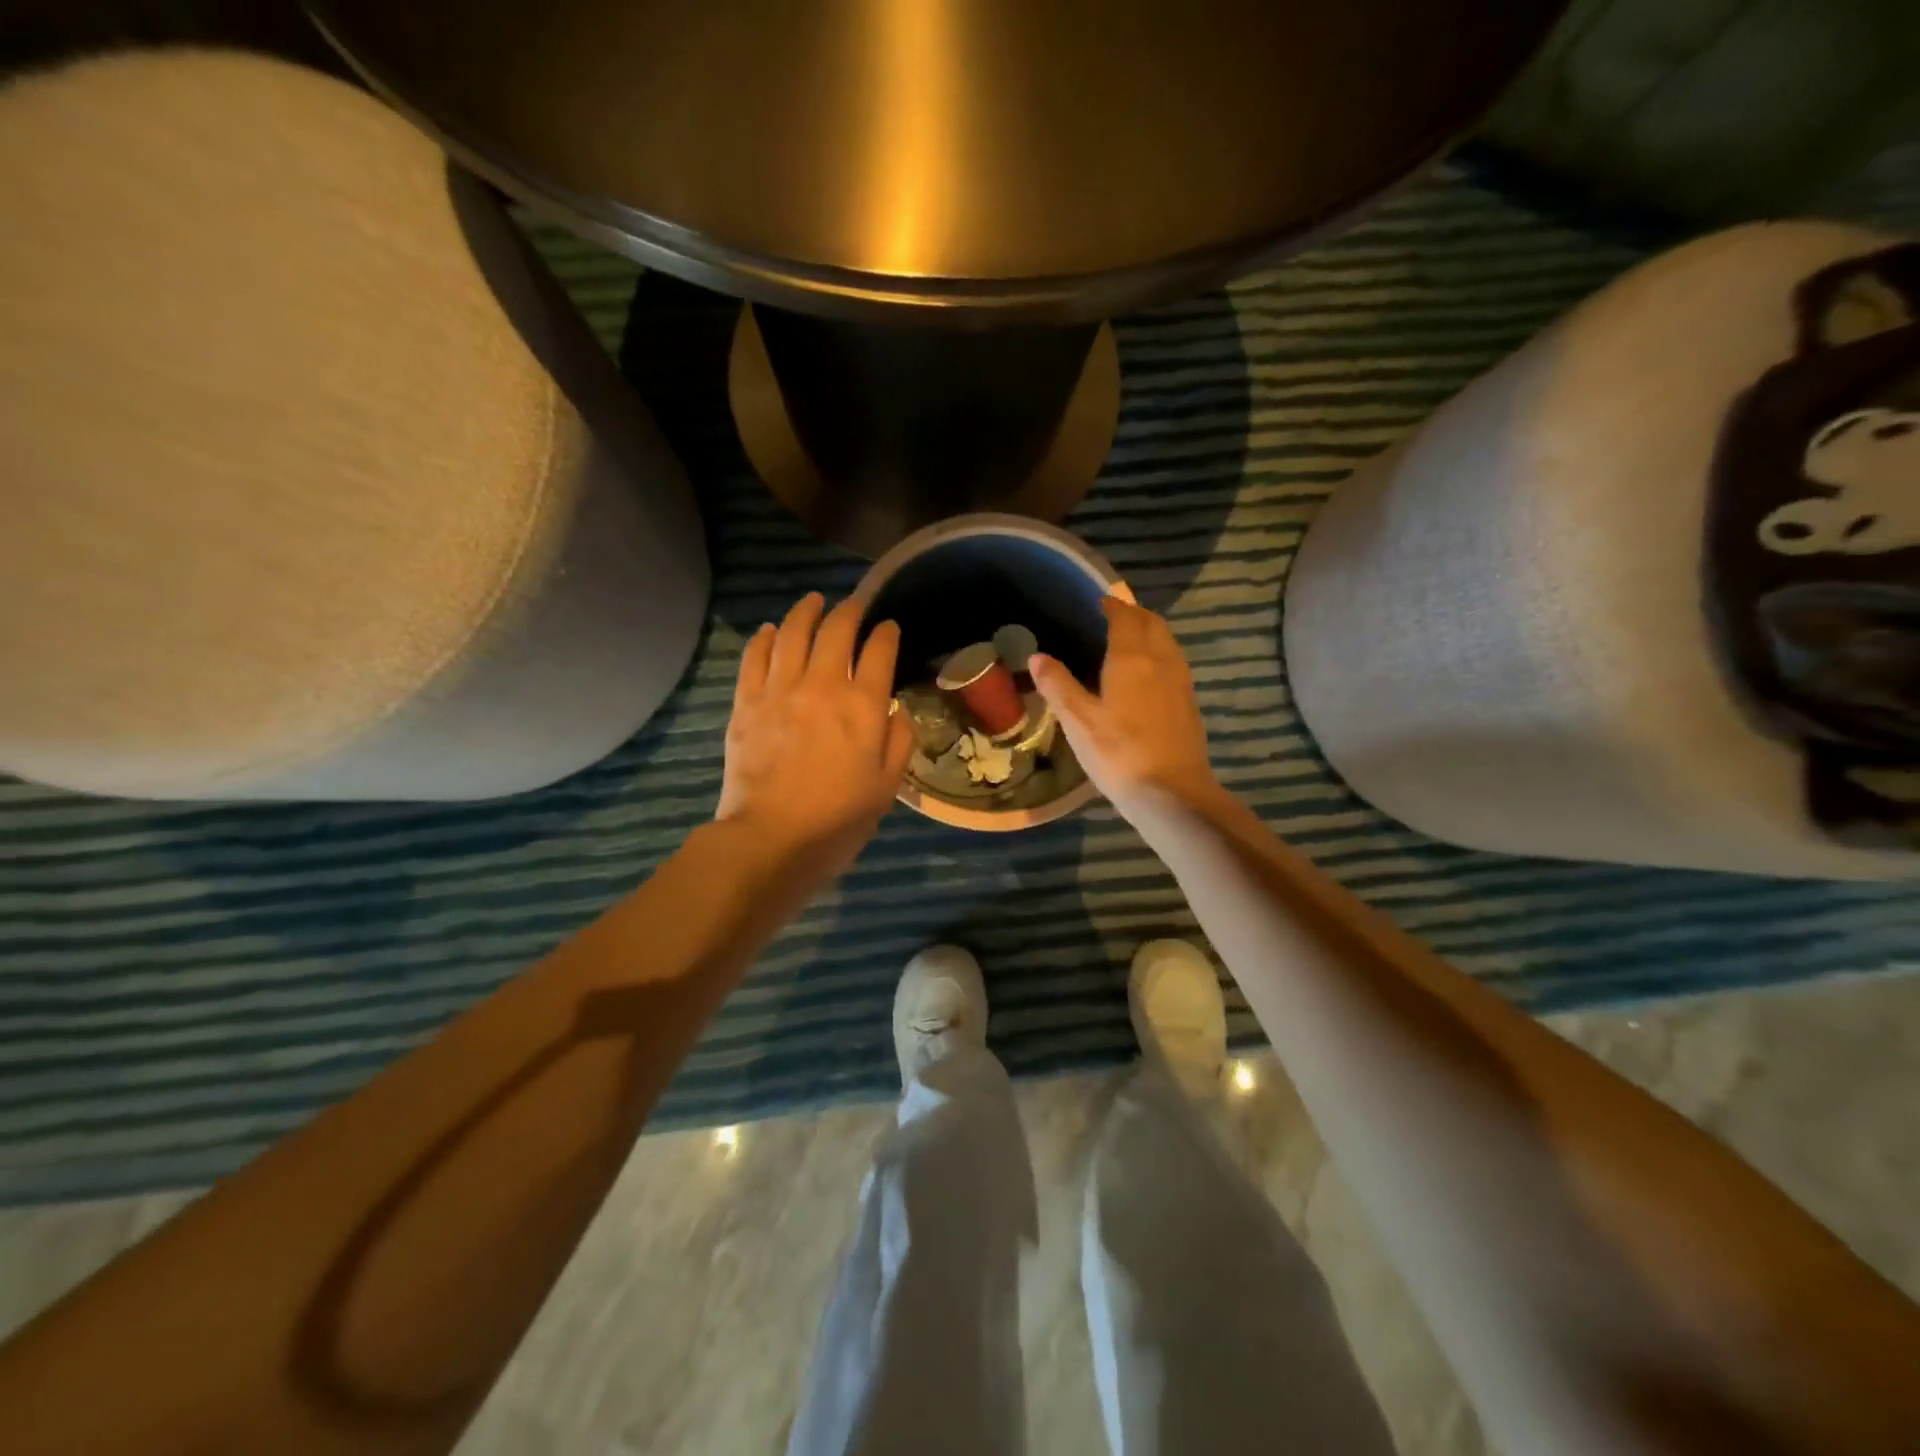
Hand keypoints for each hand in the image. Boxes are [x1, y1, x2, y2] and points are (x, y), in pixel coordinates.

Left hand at [718, 592, 913, 877]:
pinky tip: (771, 631)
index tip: (889, 628)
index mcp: (863, 705)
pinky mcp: (747, 702)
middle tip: (854, 605)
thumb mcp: (887, 785)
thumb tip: (894, 709)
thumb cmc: (838, 818)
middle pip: (836, 631)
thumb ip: (898, 739)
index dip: (886, 633)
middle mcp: (822, 685)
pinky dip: (765, 638)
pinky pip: (755, 657)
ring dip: (805, 612)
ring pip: (792, 633)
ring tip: (813, 601)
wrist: (772, 838)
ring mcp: (779, 690)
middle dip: (849, 611)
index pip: (879, 651)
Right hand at [1030, 597, 1219, 821]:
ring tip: (1130, 638)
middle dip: (1134, 614)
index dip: (1111, 606)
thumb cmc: (1119, 753)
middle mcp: (1161, 660)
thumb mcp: (1078, 721)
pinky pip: (1173, 662)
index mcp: (1131, 658)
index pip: (1124, 618)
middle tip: (1113, 615)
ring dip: (1150, 631)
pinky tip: (1148, 673)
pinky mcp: (1189, 704)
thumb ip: (1058, 685)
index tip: (1098, 601)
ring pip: (1167, 642)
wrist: (1172, 794)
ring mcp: (1180, 682)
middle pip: (1152, 624)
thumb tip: (1038, 656)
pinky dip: (1159, 653)